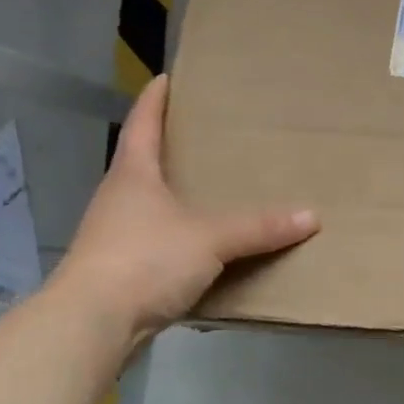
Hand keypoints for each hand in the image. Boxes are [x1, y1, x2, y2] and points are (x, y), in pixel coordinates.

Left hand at [49, 75, 316, 345]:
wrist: (91, 325)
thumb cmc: (144, 260)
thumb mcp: (210, 238)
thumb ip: (259, 227)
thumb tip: (312, 216)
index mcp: (133, 175)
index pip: (142, 124)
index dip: (154, 100)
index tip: (166, 78)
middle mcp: (119, 199)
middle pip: (143, 162)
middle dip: (171, 148)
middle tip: (208, 136)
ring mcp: (115, 237)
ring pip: (151, 205)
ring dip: (176, 197)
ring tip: (213, 191)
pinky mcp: (120, 272)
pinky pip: (158, 243)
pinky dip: (180, 238)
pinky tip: (205, 247)